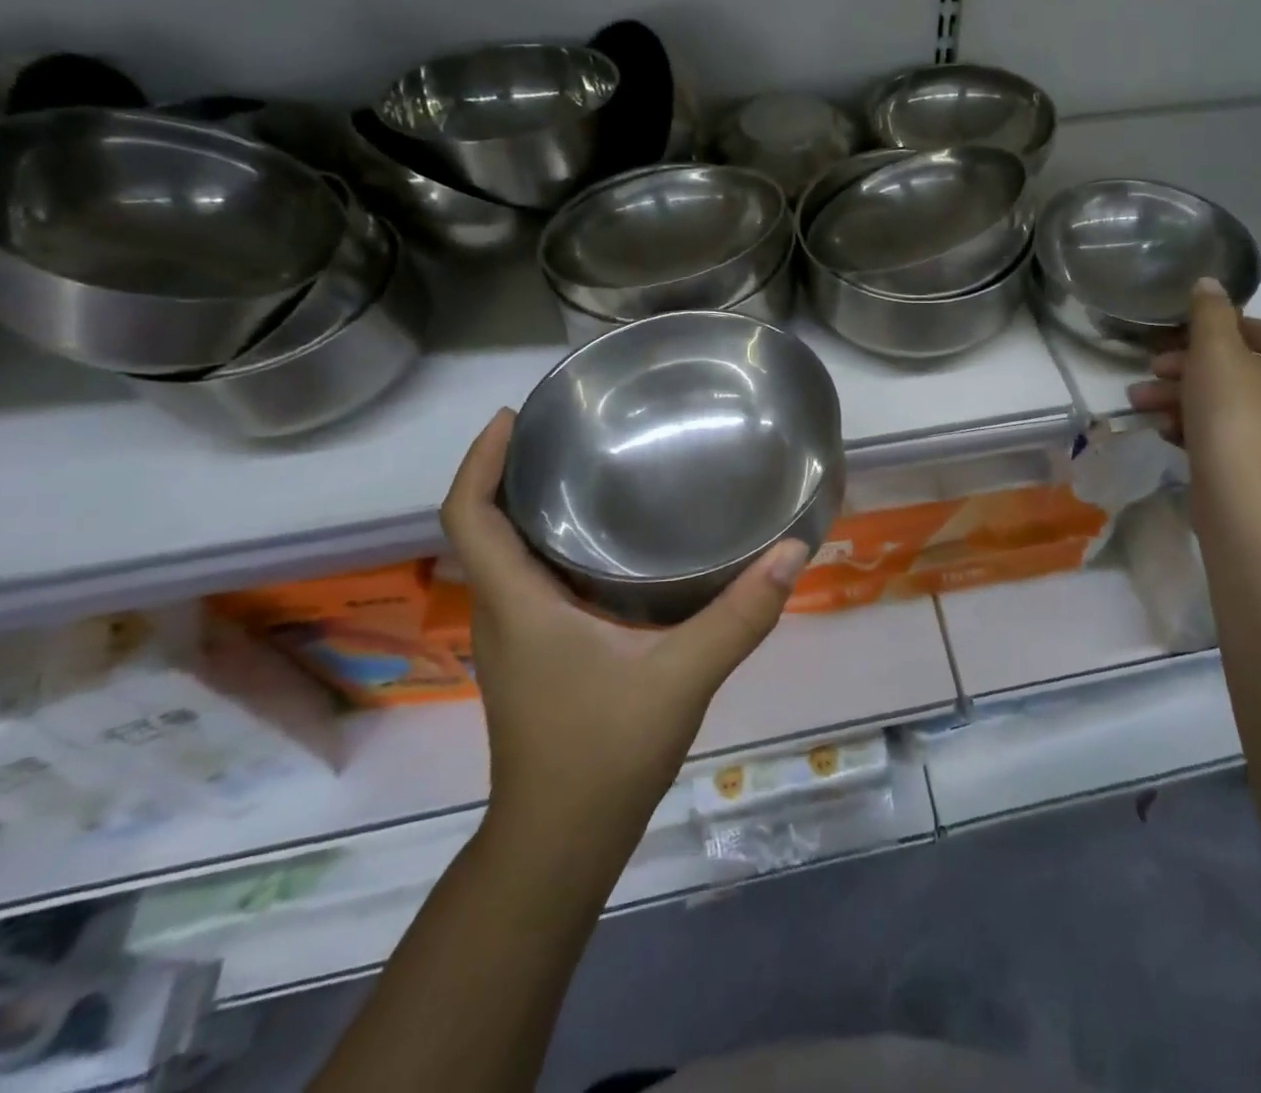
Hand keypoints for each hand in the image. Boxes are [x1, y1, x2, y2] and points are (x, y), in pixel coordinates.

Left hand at [440, 410, 807, 844]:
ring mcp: (515, 639)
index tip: (513, 418)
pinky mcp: (535, 657)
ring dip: (531, 510)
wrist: (561, 844)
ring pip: (507, 556)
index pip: (467, 517)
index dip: (480, 460)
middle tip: (566, 432)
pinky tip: (611, 545)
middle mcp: (504, 613)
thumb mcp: (682, 677)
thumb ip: (740, 614)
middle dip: (510, 473)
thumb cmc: (604, 753)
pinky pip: (531, 582)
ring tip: (591, 472)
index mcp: (517, 605)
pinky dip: (554, 548)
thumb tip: (793, 550)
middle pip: (483, 527)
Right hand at [1126, 279, 1260, 521]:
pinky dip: (1195, 426)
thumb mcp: (1216, 355)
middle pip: (1243, 371)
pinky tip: (1162, 428)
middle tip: (1153, 368)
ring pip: (1229, 404)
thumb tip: (1209, 283)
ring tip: (1140, 401)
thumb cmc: (1238, 418)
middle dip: (1189, 369)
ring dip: (1182, 397)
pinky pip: (1229, 434)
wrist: (1246, 507)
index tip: (1185, 334)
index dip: (1224, 328)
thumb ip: (1210, 314)